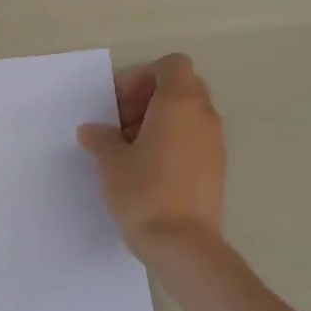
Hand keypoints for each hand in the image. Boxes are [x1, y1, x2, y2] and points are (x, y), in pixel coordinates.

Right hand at [77, 53, 225, 258]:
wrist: (183, 244)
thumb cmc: (143, 193)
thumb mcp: (110, 162)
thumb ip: (101, 138)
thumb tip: (93, 131)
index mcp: (179, 103)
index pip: (171, 65)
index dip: (142, 78)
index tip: (120, 107)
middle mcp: (204, 116)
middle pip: (182, 87)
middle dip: (150, 99)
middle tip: (122, 126)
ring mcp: (215, 142)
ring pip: (189, 114)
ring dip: (161, 122)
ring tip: (133, 151)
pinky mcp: (217, 167)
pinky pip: (195, 139)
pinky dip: (174, 142)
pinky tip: (150, 170)